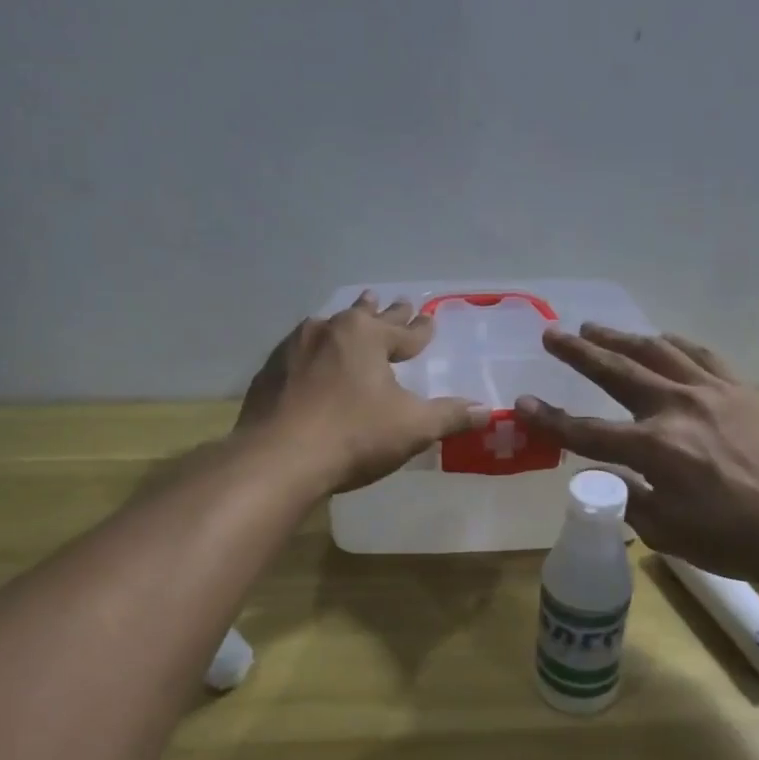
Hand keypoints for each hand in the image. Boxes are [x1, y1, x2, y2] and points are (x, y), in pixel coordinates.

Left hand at [237, 292, 489, 492]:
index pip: (405, 331)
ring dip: (347, 323)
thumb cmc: (353, 436)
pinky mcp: (270, 371)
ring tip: (353, 314)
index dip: (421, 329)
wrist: (277, 459)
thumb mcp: (412, 427)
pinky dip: (314, 351)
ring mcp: (293, 348)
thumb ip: (450, 416)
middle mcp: (329, 330)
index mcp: (366, 336)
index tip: (430, 320)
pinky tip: (311, 356)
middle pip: (365, 317)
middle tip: (395, 300)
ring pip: (329, 328)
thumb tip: (488, 411)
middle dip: (384, 312)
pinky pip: (300, 351)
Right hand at [515, 325, 758, 583]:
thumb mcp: (665, 531)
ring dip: (620, 338)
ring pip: (655, 351)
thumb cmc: (730, 538)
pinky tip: (659, 339)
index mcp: (654, 449)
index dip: (550, 419)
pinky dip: (672, 343)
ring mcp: (709, 392)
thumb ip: (624, 497)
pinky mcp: (736, 389)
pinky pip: (699, 354)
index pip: (587, 431)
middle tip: (552, 336)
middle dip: (579, 353)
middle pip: (616, 372)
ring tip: (594, 328)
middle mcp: (676, 408)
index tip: (522, 403)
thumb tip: (599, 473)